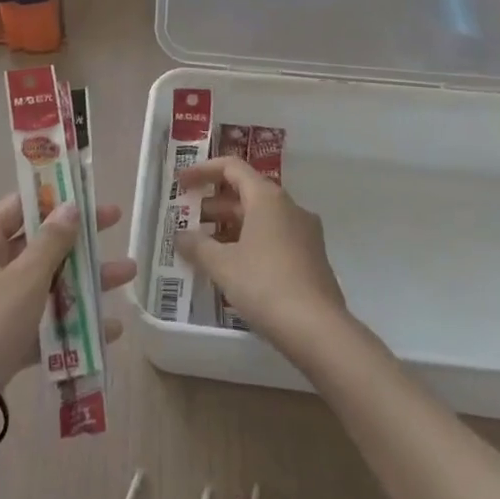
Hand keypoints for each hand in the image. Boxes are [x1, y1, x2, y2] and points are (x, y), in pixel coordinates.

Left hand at [0, 195, 134, 428]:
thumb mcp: (26, 277)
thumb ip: (52, 241)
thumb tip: (71, 206)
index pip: (18, 207)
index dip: (51, 197)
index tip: (84, 192)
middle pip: (38, 245)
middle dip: (79, 239)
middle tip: (116, 223)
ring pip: (46, 284)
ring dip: (85, 280)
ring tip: (128, 275)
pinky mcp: (4, 342)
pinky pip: (43, 323)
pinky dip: (72, 322)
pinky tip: (109, 329)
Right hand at [176, 157, 350, 352]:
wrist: (319, 330)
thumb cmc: (265, 285)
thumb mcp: (222, 265)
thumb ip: (197, 246)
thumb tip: (180, 237)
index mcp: (268, 198)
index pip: (232, 168)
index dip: (203, 171)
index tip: (181, 184)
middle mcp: (290, 207)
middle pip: (247, 192)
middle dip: (215, 204)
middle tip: (188, 220)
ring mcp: (305, 233)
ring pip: (261, 217)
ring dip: (231, 226)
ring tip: (206, 247)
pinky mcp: (312, 258)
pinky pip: (274, 237)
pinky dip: (250, 242)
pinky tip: (234, 268)